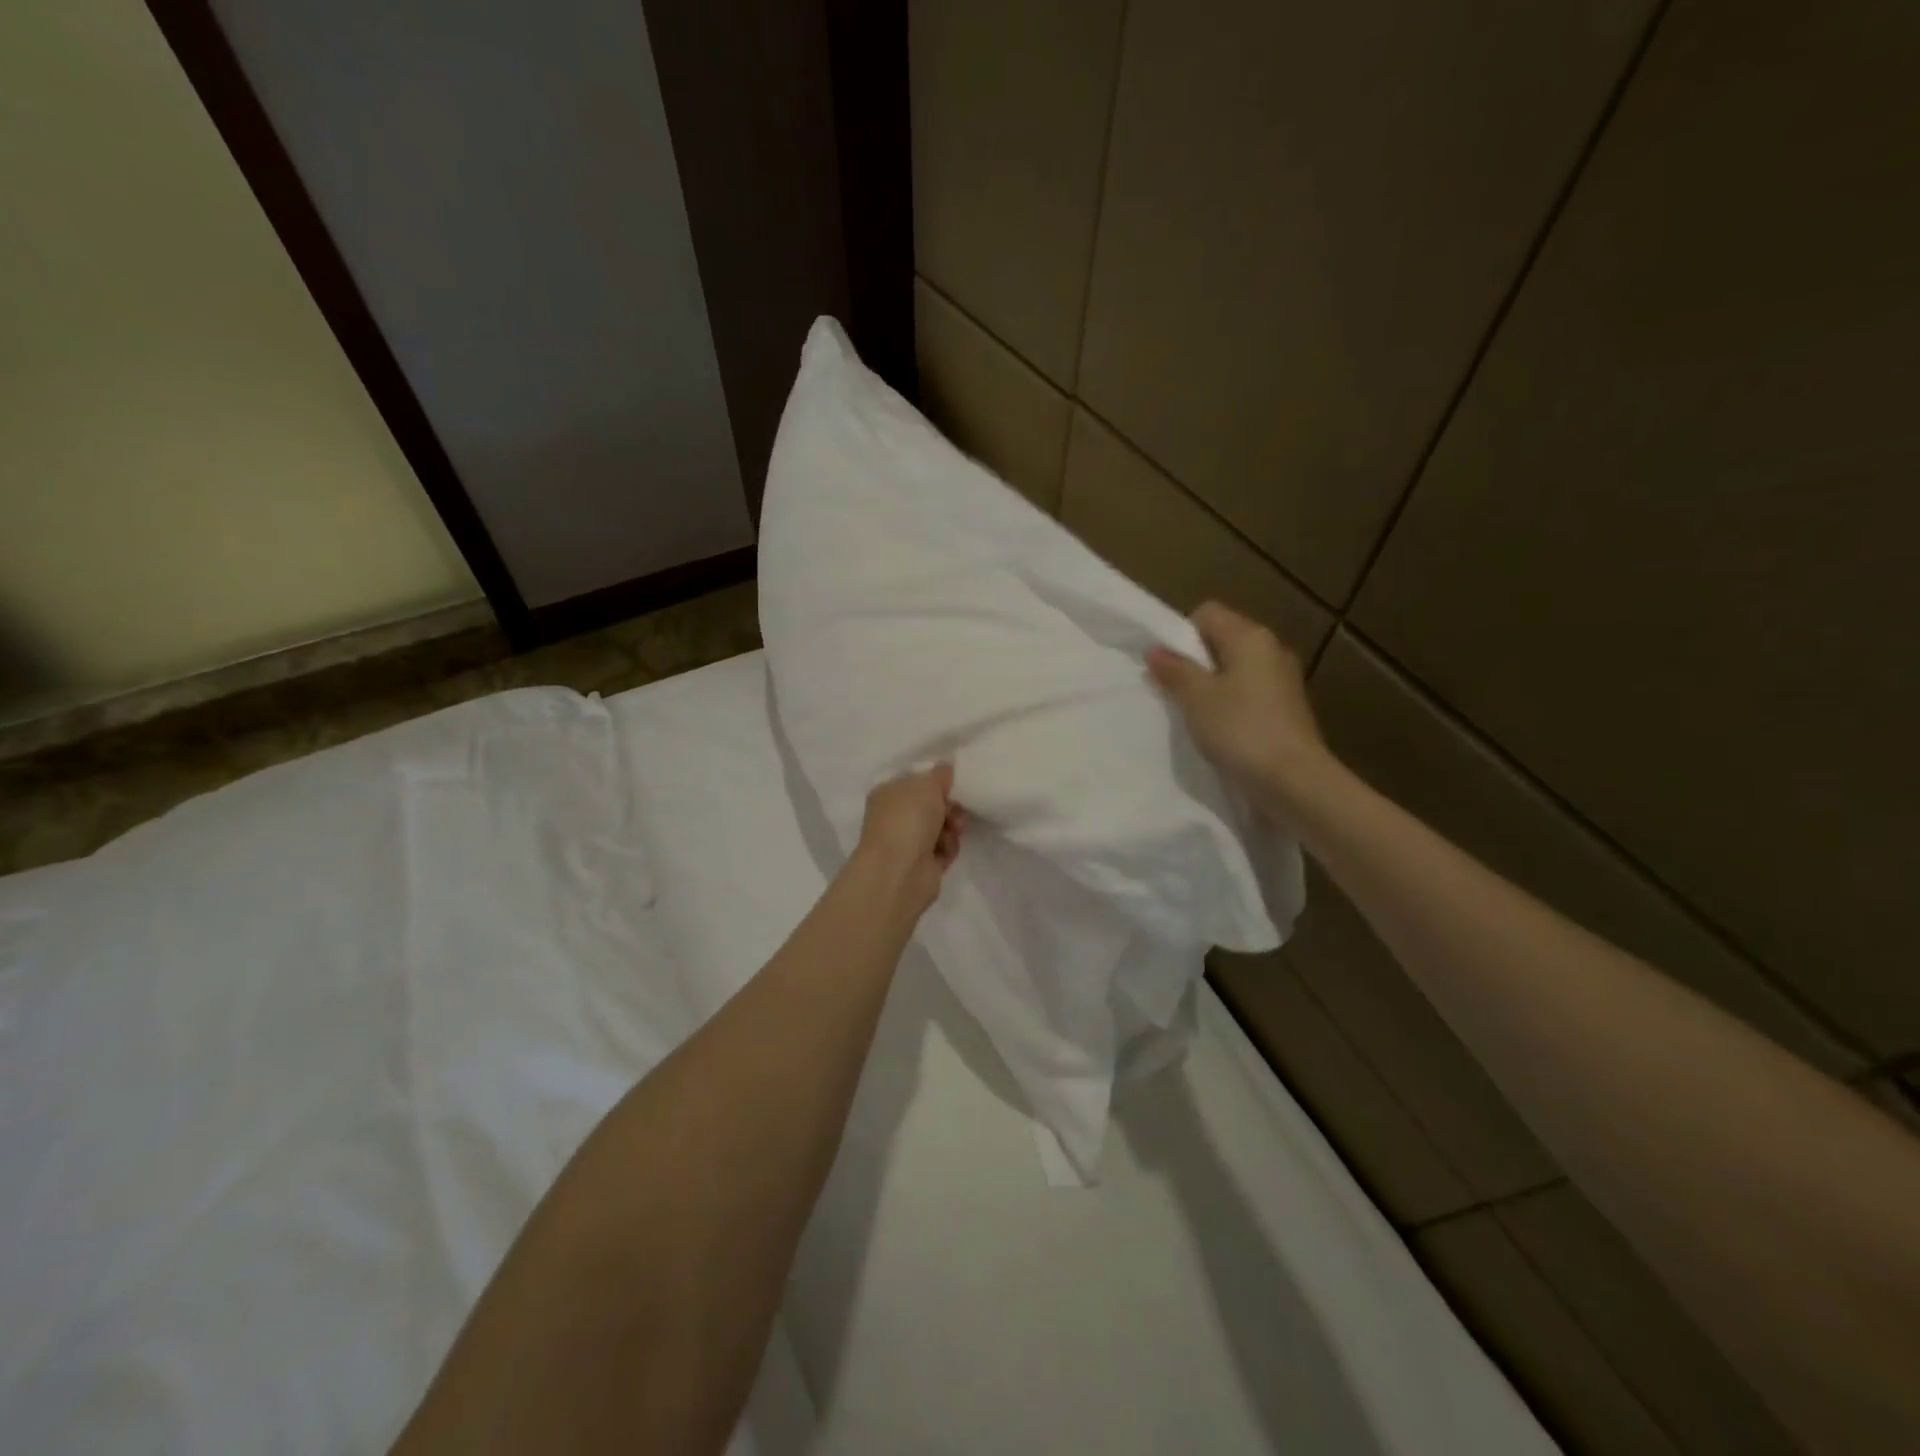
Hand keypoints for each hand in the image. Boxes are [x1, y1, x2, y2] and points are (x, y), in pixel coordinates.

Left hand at [853, 764, 965, 916]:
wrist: (900, 871)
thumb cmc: (908, 819)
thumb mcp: (927, 784)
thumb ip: (940, 774)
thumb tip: (945, 768)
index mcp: (888, 793)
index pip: (915, 781)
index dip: (936, 781)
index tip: (953, 782)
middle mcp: (894, 817)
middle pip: (931, 805)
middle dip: (949, 805)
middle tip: (955, 808)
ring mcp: (907, 842)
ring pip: (941, 826)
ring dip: (952, 825)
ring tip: (954, 829)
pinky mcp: (922, 864)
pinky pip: (944, 848)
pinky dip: (949, 847)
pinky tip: (946, 849)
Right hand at [1146, 602, 1331, 803]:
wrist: (1293, 780)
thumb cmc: (1241, 730)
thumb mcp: (1197, 698)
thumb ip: (1175, 670)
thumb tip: (1155, 650)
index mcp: (1251, 637)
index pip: (1207, 613)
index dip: (1182, 634)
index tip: (1170, 667)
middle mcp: (1271, 650)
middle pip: (1222, 640)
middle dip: (1195, 662)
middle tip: (1175, 693)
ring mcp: (1283, 680)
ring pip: (1235, 669)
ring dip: (1211, 687)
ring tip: (1194, 715)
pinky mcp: (1287, 708)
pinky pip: (1249, 694)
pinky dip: (1230, 705)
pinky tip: (1220, 731)